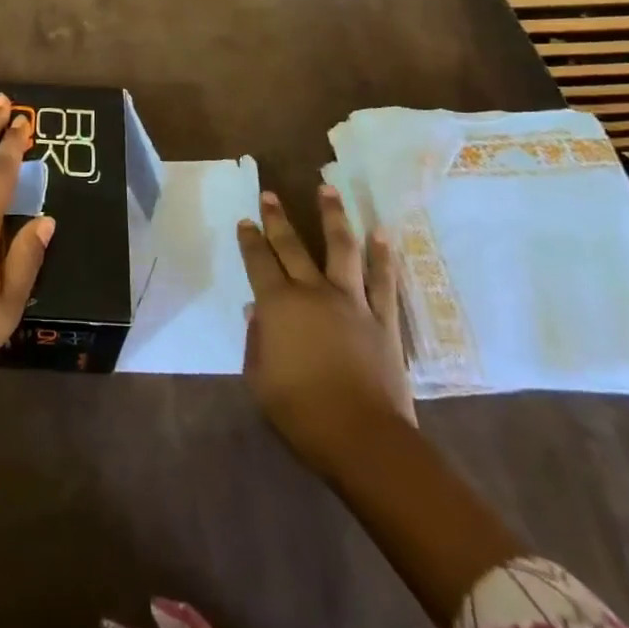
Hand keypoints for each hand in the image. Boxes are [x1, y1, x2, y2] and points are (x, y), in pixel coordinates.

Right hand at [238, 183, 414, 474]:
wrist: (364, 439)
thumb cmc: (302, 413)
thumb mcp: (260, 380)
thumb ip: (256, 341)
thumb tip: (256, 311)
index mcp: (278, 305)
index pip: (258, 262)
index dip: (249, 240)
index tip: (245, 221)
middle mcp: (313, 292)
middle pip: (292, 246)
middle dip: (278, 218)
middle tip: (270, 194)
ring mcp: (352, 302)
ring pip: (341, 248)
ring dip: (332, 216)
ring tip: (327, 188)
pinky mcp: (383, 319)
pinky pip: (383, 280)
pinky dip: (383, 256)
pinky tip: (382, 233)